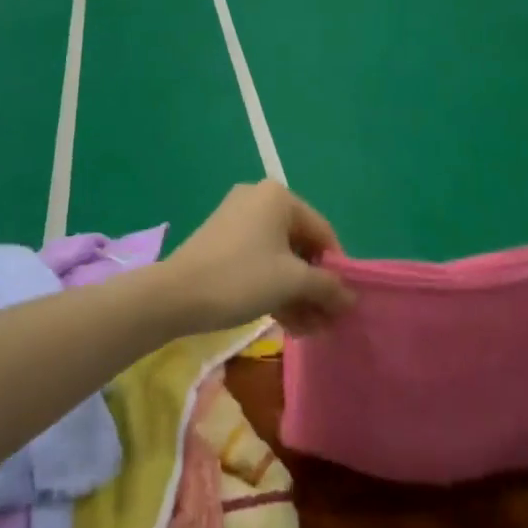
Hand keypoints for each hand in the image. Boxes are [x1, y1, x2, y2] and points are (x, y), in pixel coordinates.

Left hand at [163, 181, 353, 335]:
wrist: (176, 295)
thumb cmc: (241, 278)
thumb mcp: (292, 282)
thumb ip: (327, 287)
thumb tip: (351, 298)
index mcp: (279, 197)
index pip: (323, 232)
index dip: (337, 270)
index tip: (343, 304)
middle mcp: (259, 199)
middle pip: (301, 245)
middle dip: (315, 286)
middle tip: (326, 323)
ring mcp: (239, 218)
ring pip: (280, 256)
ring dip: (298, 293)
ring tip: (309, 330)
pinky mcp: (223, 240)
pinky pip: (260, 260)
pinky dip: (275, 287)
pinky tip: (288, 322)